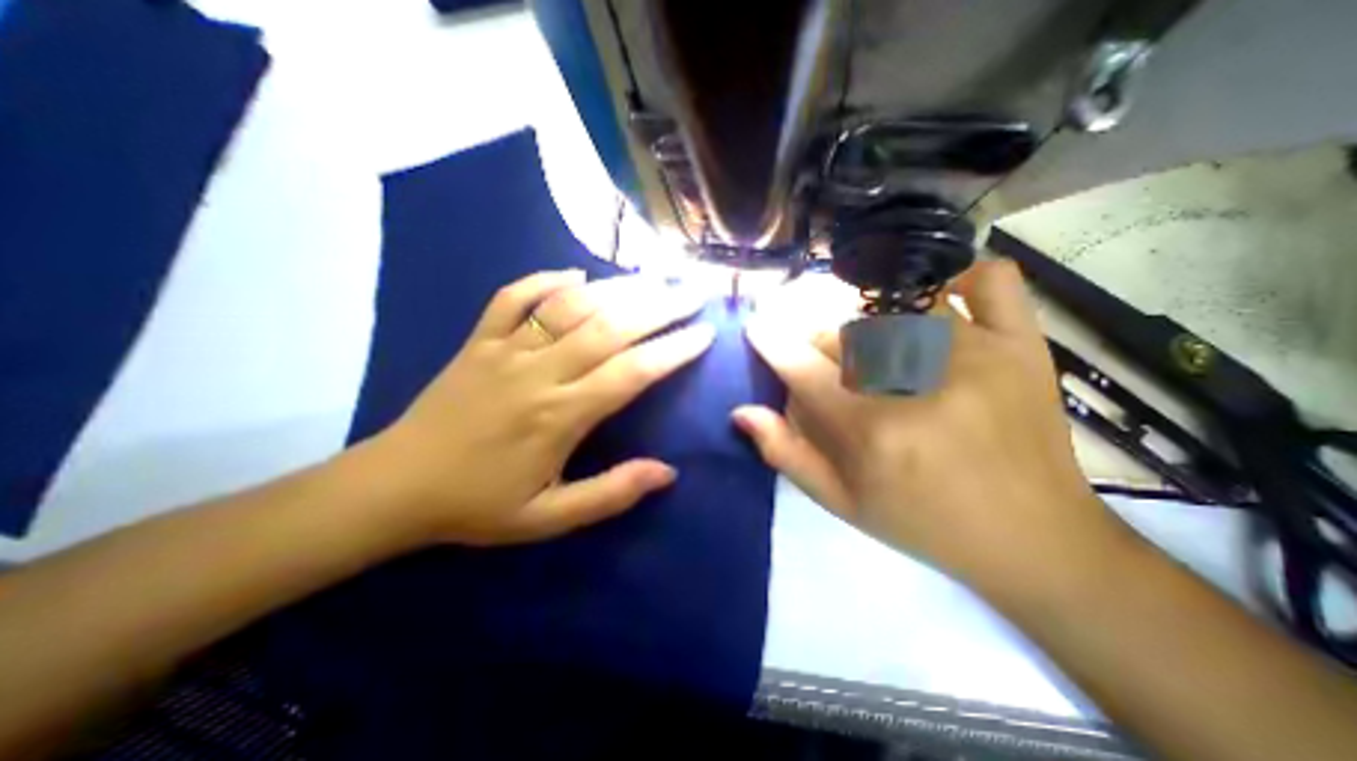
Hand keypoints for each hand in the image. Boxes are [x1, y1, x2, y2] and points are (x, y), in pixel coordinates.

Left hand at [365, 272, 714, 549]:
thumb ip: (610, 494)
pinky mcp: (478, 340)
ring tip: (654, 277)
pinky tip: (574, 273)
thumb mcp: (548, 519)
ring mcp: (504, 349)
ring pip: (569, 305)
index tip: (704, 334)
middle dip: (659, 306)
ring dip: (617, 287)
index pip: (631, 373)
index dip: (672, 351)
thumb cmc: (478, 505)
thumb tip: (667, 472)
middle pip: (609, 327)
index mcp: (559, 416)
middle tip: (694, 291)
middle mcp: (538, 372)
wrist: (395, 487)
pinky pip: (512, 296)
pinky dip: (544, 279)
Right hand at [739, 262, 1130, 595]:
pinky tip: (937, 297)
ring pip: (892, 306)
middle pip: (841, 331)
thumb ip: (785, 453)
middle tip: (823, 365)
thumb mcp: (841, 502)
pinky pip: (988, 281)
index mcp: (871, 430)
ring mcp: (975, 354)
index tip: (757, 327)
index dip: (770, 341)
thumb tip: (742, 411)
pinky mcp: (1021, 345)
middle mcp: (917, 383)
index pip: (800, 365)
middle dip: (816, 343)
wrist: (1035, 539)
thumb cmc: (923, 523)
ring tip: (870, 347)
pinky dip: (959, 275)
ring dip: (865, 321)